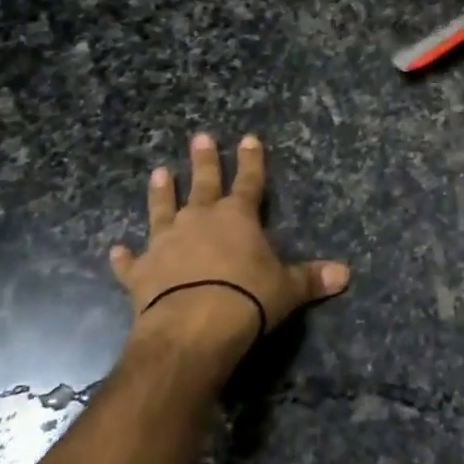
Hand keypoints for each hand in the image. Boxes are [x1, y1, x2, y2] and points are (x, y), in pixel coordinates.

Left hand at [110, 134, 350, 368]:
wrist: (193, 326)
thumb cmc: (248, 300)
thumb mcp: (287, 289)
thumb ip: (312, 278)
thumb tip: (346, 274)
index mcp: (237, 217)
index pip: (249, 181)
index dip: (251, 161)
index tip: (248, 138)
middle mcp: (199, 220)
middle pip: (203, 183)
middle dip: (203, 160)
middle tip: (199, 137)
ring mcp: (166, 242)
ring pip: (162, 209)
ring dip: (161, 192)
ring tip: (158, 172)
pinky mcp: (142, 272)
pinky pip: (132, 262)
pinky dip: (125, 258)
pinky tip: (116, 251)